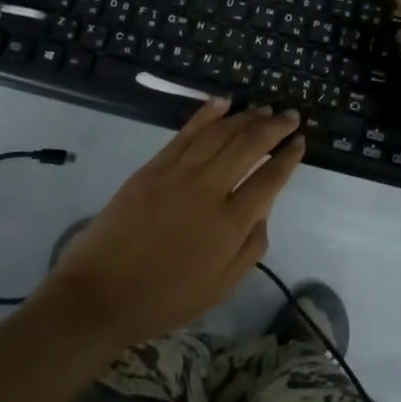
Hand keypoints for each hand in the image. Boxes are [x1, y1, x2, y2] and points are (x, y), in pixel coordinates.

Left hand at [35, 99, 305, 348]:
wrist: (99, 295)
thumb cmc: (164, 299)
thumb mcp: (220, 287)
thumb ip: (251, 247)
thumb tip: (264, 210)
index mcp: (230, 224)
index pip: (269, 179)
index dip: (288, 157)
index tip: (300, 142)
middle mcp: (209, 190)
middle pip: (249, 146)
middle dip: (274, 127)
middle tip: (290, 116)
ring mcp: (178, 174)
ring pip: (220, 133)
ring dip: (246, 117)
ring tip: (263, 109)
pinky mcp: (153, 167)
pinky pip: (185, 133)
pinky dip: (207, 114)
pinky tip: (223, 102)